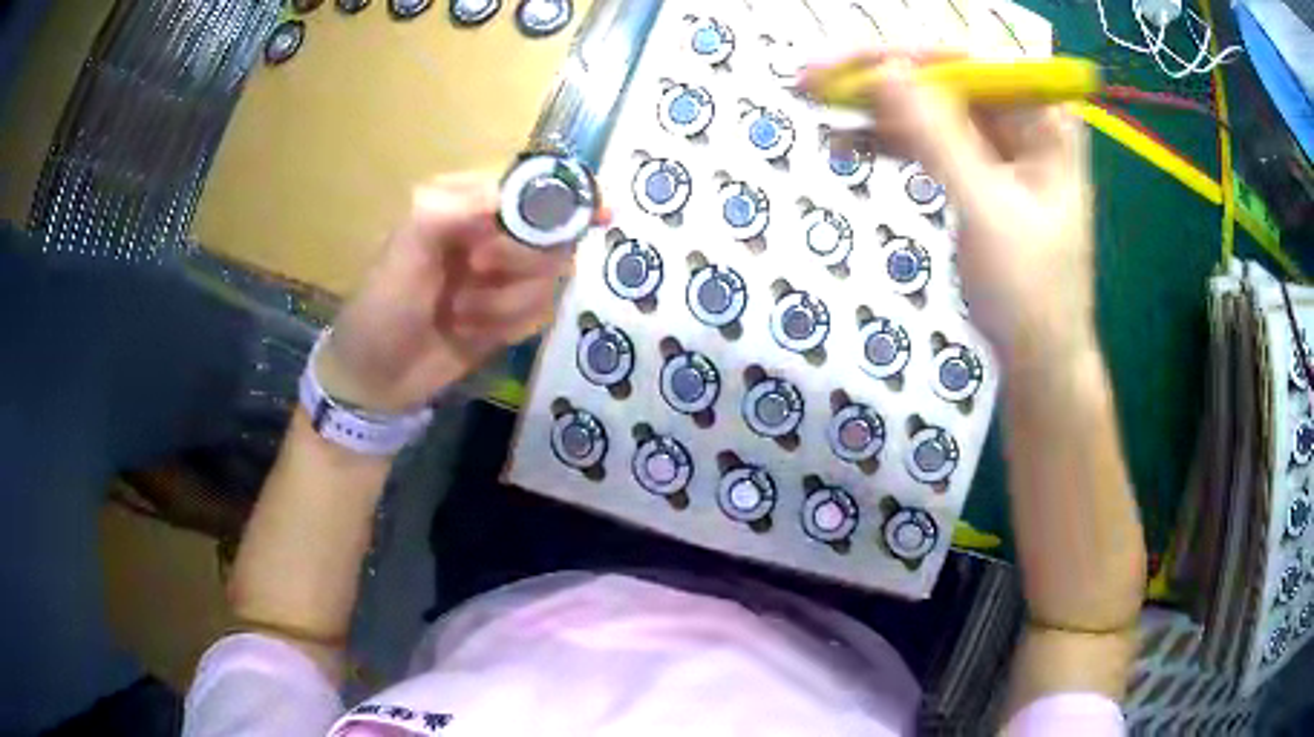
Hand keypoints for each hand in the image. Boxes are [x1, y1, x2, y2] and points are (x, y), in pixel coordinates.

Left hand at [314, 172, 575, 412]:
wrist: (378, 378)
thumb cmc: (383, 306)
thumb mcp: (404, 250)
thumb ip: (451, 210)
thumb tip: (509, 197)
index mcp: (464, 203)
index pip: (528, 188)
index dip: (563, 198)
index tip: (598, 213)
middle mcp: (490, 232)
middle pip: (551, 234)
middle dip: (519, 261)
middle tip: (477, 269)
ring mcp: (503, 275)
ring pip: (549, 279)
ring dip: (503, 303)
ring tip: (459, 314)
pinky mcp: (510, 312)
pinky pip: (540, 312)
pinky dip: (507, 325)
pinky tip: (470, 332)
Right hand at [803, 51, 1095, 367]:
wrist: (1039, 360)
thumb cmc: (1029, 292)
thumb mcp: (985, 209)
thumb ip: (937, 136)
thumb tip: (884, 68)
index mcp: (1044, 119)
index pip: (968, 61)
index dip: (902, 56)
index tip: (843, 66)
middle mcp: (1023, 120)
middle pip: (942, 78)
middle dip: (879, 77)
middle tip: (810, 79)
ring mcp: (999, 147)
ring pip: (929, 108)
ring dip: (876, 108)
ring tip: (815, 105)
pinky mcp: (978, 173)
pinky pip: (929, 142)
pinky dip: (890, 141)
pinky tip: (847, 142)